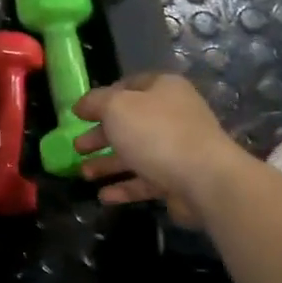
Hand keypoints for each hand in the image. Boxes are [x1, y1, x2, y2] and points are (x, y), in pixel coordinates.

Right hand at [72, 73, 242, 225]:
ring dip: (108, 163)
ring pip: (135, 154)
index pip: (128, 86)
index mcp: (163, 89)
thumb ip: (95, 102)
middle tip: (77, 146)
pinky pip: (145, 181)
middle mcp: (172, 115)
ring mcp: (177, 149)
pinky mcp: (178, 179)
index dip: (102, 98)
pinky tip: (103, 196)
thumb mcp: (116, 107)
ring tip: (84, 173)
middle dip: (100, 135)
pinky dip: (124, 187)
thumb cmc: (156, 133)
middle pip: (129, 123)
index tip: (80, 114)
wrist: (204, 179)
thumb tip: (81, 105)